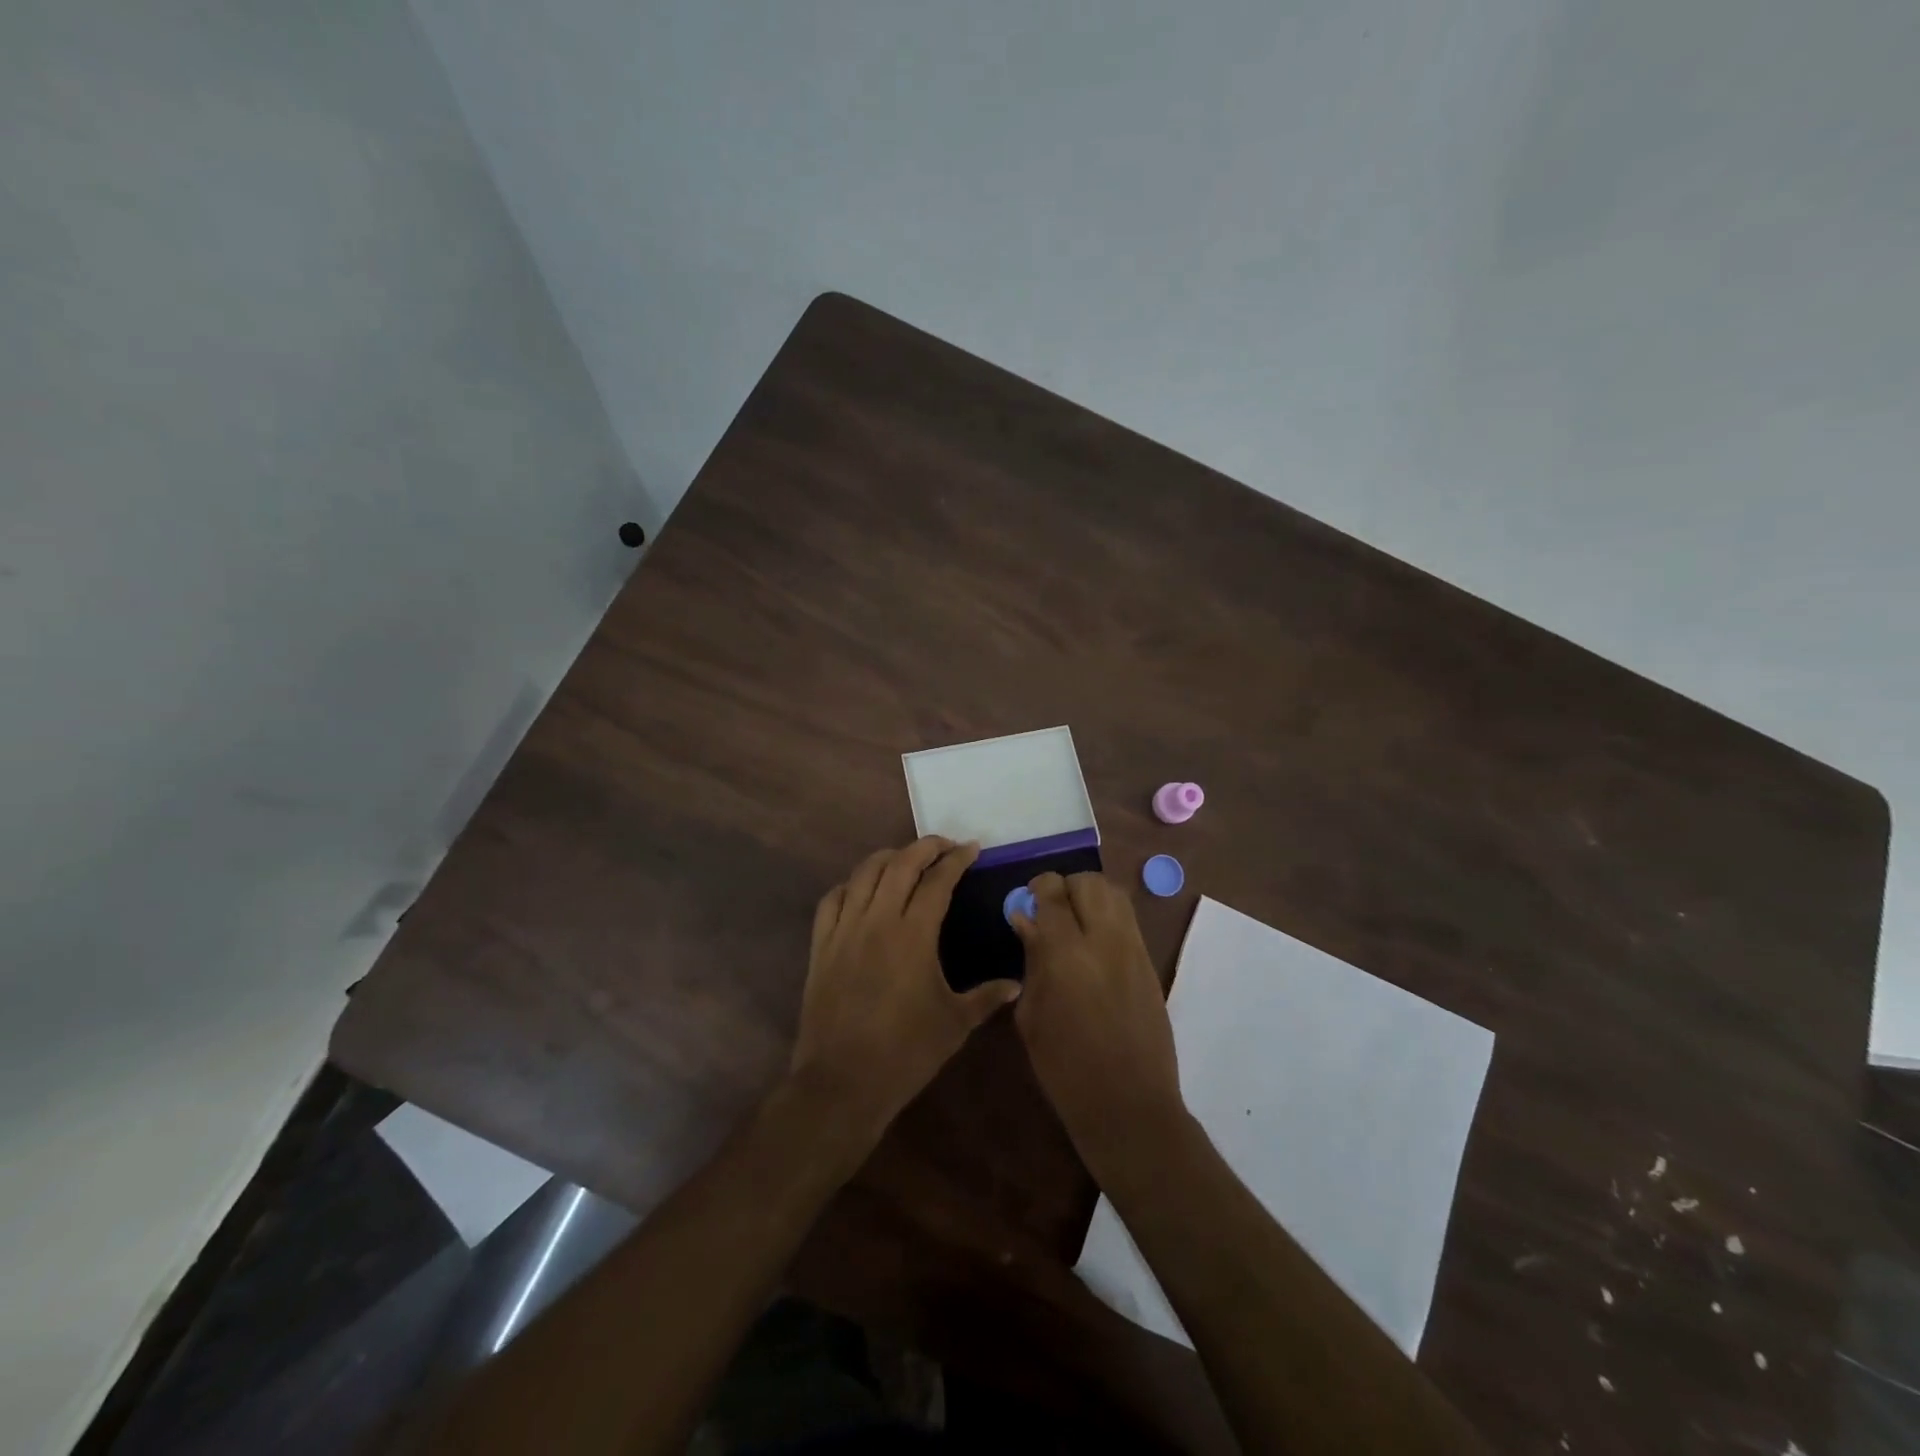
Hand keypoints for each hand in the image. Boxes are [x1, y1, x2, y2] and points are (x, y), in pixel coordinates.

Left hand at [790, 837, 1021, 1146]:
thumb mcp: (955, 1024)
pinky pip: (833, 899)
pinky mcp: (821, 945)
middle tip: (945, 846)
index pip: (938, 881)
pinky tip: (862, 889)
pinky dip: (851, 884)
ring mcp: (844, 930)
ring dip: (889, 858)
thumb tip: (1016, 984)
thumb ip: (987, 997)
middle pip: (900, 864)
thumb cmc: (906, 1052)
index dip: (956, 859)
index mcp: (914, 935)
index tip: (972, 848)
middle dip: (925, 847)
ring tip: (906, 859)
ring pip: (864, 873)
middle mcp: (878, 920)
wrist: (843, 1081)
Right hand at [1011, 872, 1184, 1166]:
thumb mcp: (1031, 1015)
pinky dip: (1108, 917)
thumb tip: (1027, 921)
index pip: (1052, 893)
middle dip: (1065, 887)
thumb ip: (1031, 960)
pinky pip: (1128, 920)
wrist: (1129, 1105)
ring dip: (1090, 897)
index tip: (1027, 903)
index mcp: (1066, 954)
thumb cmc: (1065, 1068)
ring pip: (1114, 894)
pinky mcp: (1150, 963)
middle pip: (1088, 882)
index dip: (1036, 889)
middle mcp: (1104, 940)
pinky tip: (1094, 945)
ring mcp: (1133, 949)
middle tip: (1051, 912)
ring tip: (1075, 923)